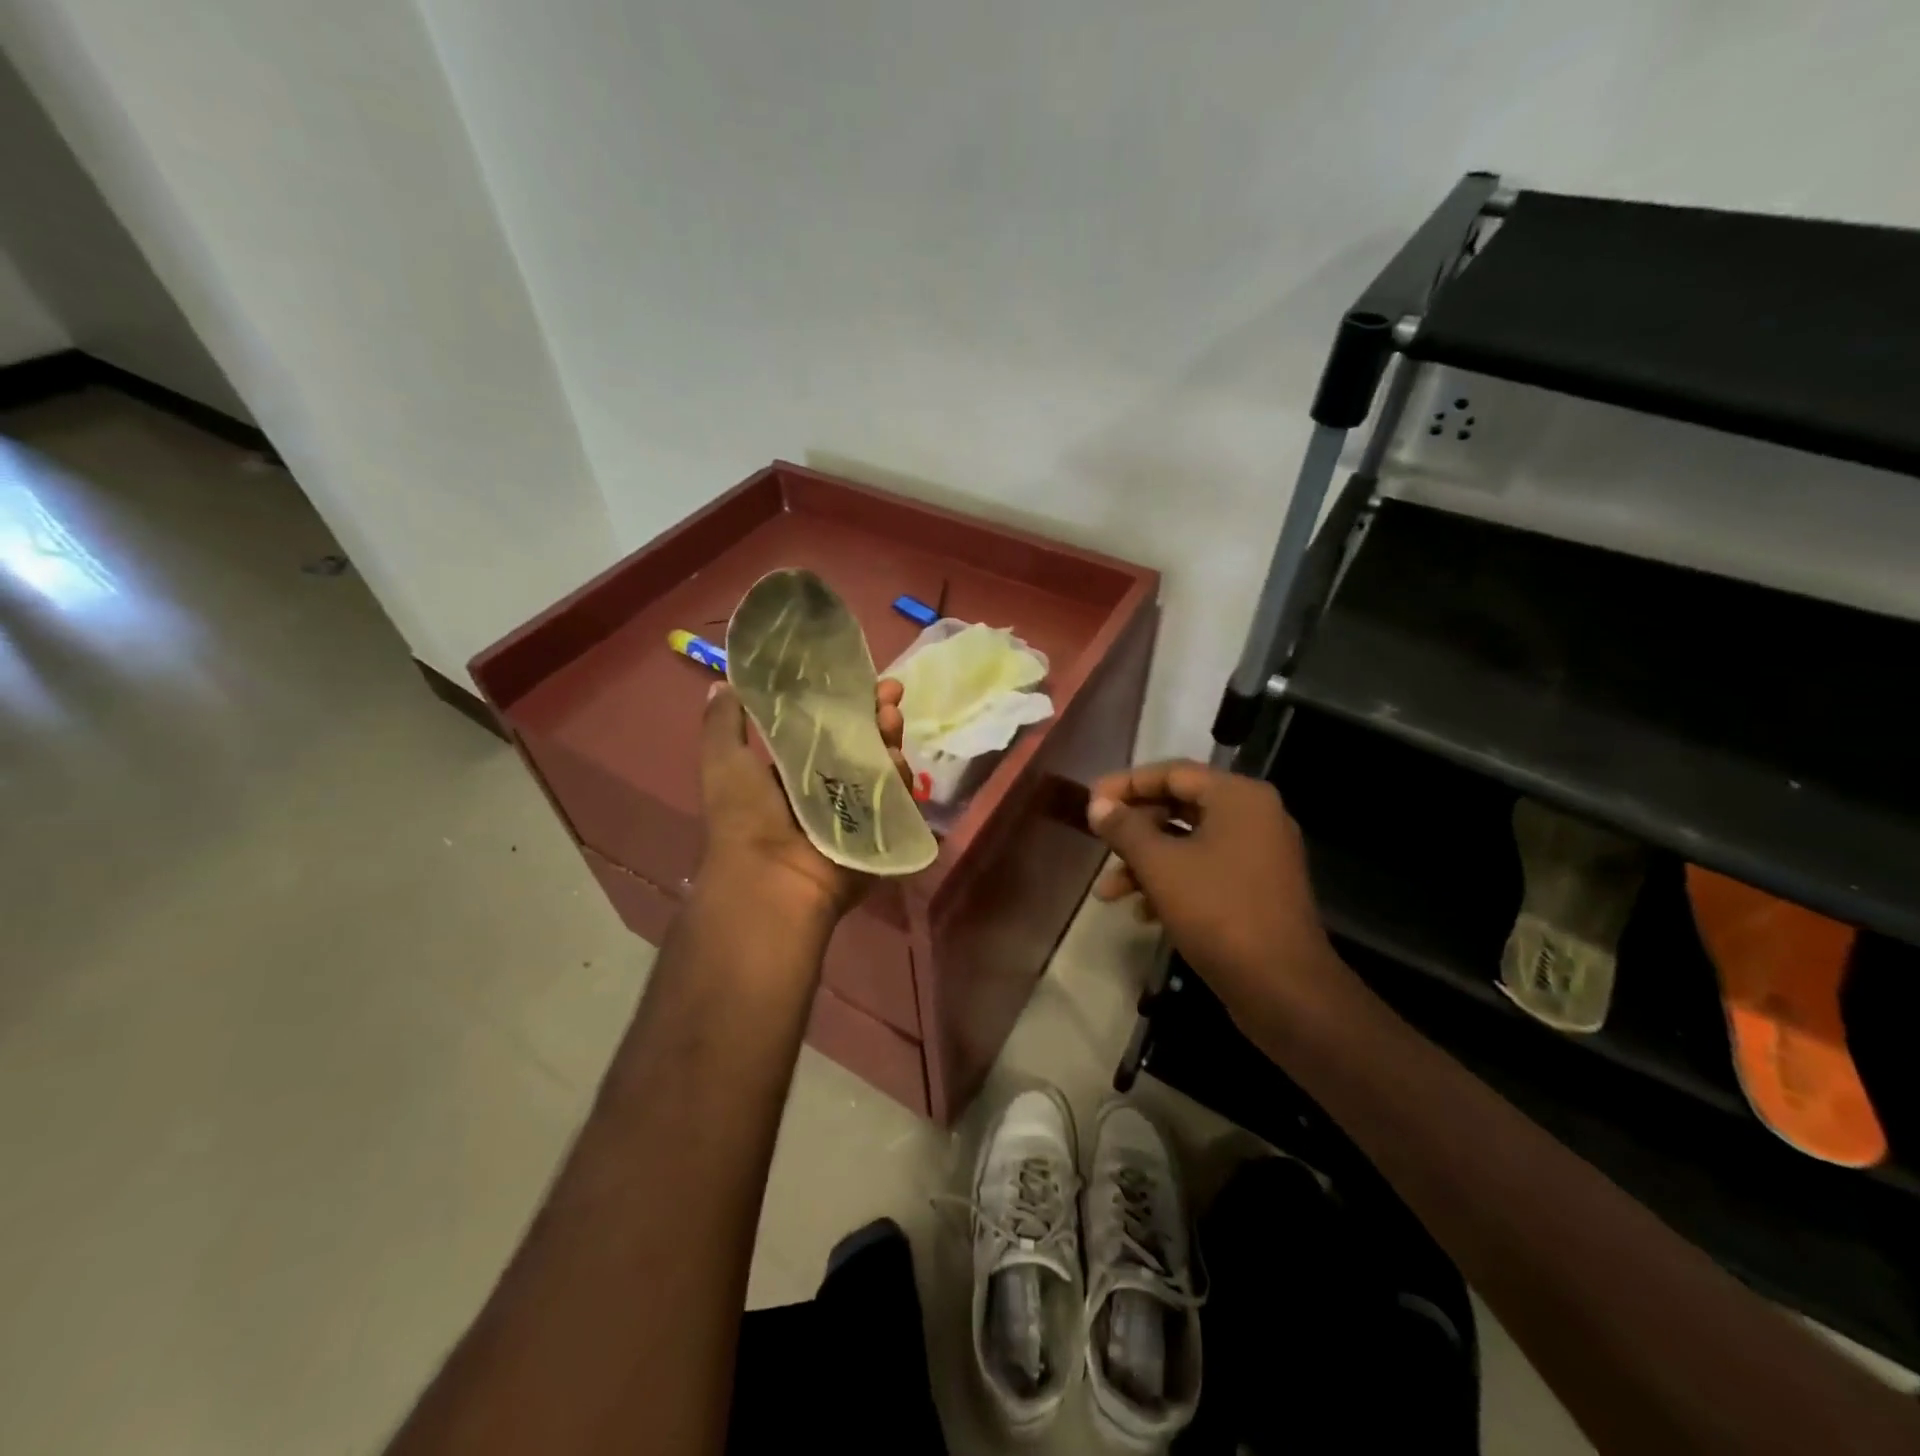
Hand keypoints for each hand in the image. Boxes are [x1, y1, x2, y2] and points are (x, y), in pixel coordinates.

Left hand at [696, 678, 910, 921]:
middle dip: (877, 716)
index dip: (846, 703)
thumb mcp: (724, 761)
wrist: (771, 880)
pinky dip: (900, 779)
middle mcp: (828, 787)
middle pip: (863, 743)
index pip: (829, 728)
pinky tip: (897, 762)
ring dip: (891, 739)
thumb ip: (724, 722)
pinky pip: (897, 800)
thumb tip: (723, 683)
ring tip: (891, 721)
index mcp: (794, 770)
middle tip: (890, 695)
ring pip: (883, 766)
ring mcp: (857, 810)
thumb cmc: (744, 817)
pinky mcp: (879, 831)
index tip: (862, 680)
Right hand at [1086, 760, 1358, 1031]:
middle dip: (1133, 829)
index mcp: (1238, 797)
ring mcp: (1259, 854)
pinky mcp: (1256, 889)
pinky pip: (1205, 870)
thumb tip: (1097, 804)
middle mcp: (1254, 816)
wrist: (1283, 987)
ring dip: (1145, 863)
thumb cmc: (1218, 912)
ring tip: (1106, 892)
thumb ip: (1125, 828)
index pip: (1173, 773)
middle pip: (1180, 806)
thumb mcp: (1160, 866)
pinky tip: (1142, 912)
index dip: (1126, 784)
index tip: (1090, 800)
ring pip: (1188, 843)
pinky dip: (1171, 883)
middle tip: (1097, 840)